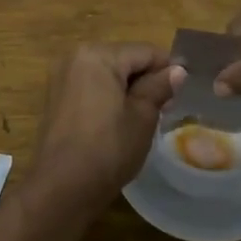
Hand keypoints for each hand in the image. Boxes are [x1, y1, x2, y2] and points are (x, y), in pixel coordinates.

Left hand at [30, 43, 183, 204]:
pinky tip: (119, 122)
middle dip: (146, 79)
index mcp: (97, 54)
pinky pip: (92, 87)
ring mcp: (62, 77)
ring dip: (128, 89)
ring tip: (145, 118)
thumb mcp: (143, 116)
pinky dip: (109, 97)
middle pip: (124, 59)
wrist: (62, 188)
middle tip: (166, 109)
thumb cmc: (108, 148)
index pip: (145, 52)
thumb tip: (177, 71)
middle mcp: (75, 57)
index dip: (168, 70)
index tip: (184, 93)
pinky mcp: (56, 98)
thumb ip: (160, 87)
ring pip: (108, 73)